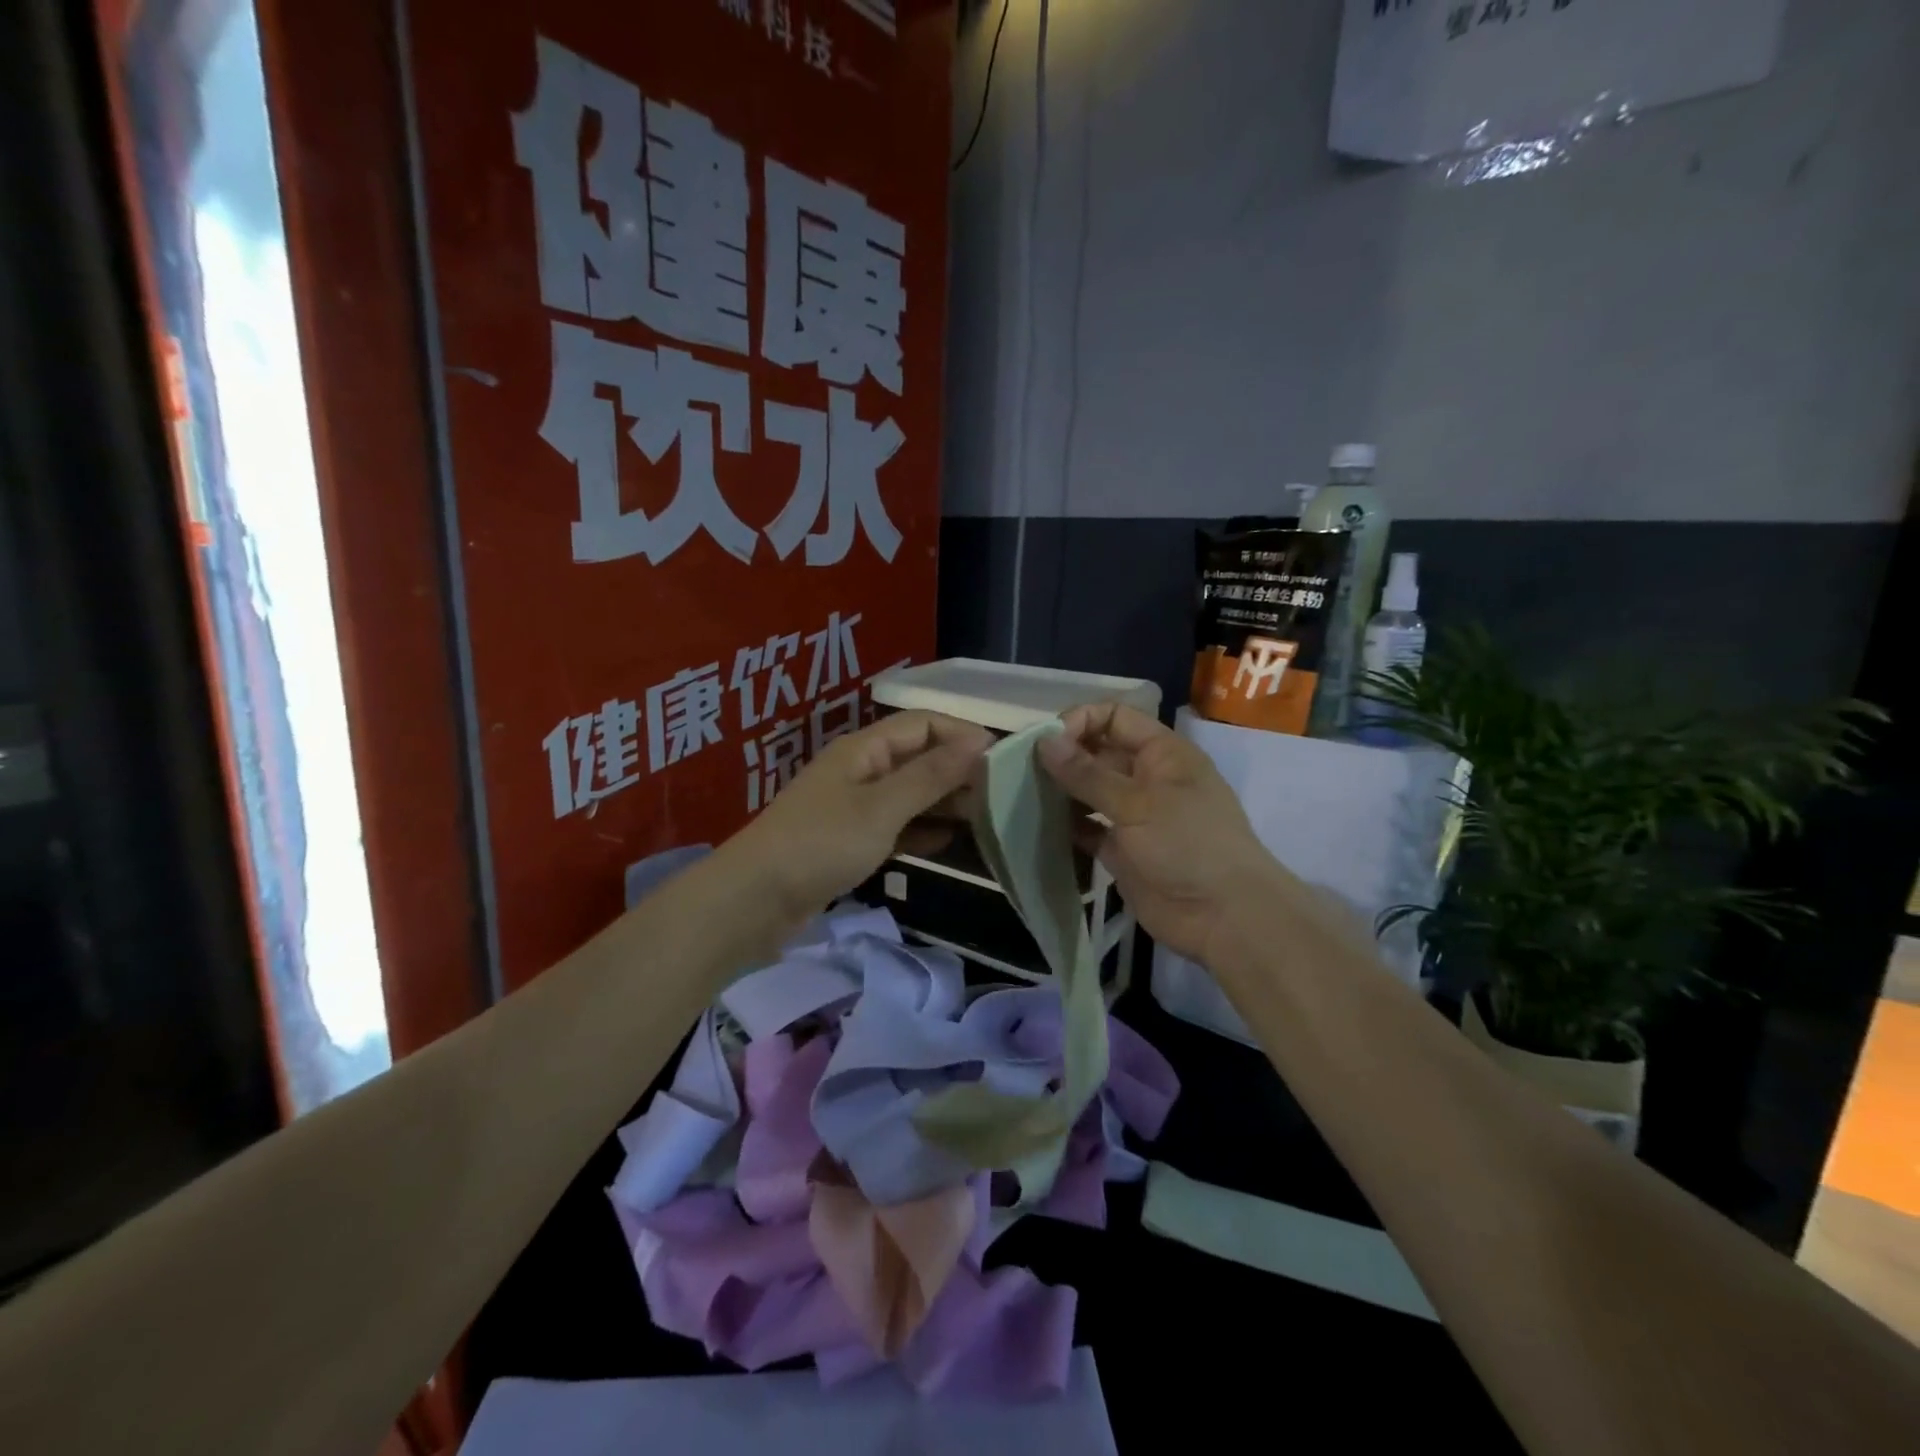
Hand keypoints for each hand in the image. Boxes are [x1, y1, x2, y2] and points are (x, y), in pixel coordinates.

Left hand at [726, 710, 991, 925]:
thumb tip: (979, 741)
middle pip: (918, 758)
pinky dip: (922, 831)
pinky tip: (949, 844)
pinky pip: (896, 827)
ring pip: (910, 795)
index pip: (923, 724)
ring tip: (985, 819)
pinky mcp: (851, 842)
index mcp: (864, 749)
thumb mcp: (882, 808)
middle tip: (1001, 794)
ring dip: (944, 803)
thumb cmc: (821, 843)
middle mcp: (861, 770)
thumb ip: (931, 776)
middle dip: (958, 771)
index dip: (962, 734)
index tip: (1003, 757)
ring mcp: (855, 808)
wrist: (755, 901)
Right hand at [1037, 704, 1287, 966]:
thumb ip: (1088, 774)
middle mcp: (1146, 778)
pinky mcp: (1121, 850)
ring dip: (1060, 791)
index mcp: (1162, 753)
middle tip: (1021, 769)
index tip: (1047, 742)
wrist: (1224, 917)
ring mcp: (1133, 816)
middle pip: (1098, 753)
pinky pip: (1087, 829)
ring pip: (1089, 792)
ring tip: (1021, 794)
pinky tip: (1036, 826)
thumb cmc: (1188, 845)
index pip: (1115, 718)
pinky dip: (1065, 826)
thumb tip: (1044, 741)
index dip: (1081, 722)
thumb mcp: (1138, 804)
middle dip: (1063, 757)